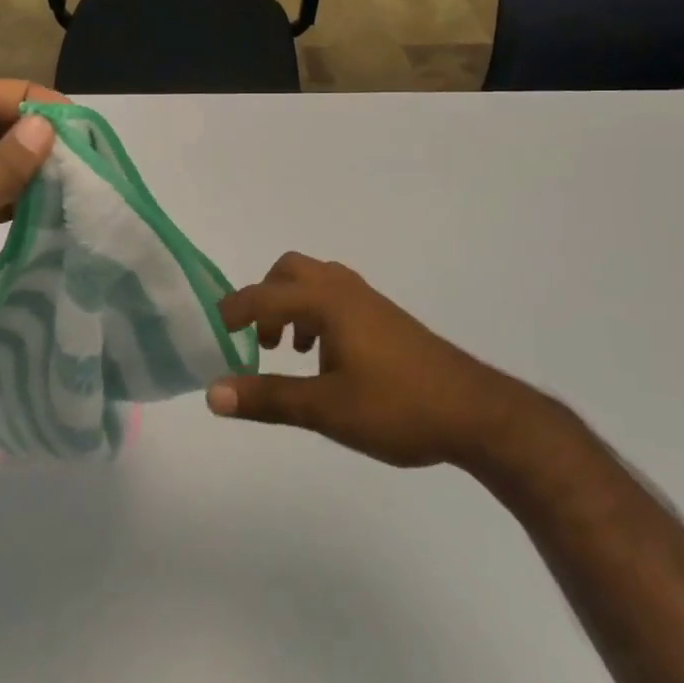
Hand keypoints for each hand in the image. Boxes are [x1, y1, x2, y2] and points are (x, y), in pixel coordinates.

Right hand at [207, 252, 518, 468]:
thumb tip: (212, 393)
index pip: (263, 295)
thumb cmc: (396, 407)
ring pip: (316, 282)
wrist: (473, 412)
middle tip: (256, 340)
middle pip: (290, 271)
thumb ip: (267, 398)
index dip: (232, 312)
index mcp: (327, 302)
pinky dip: (315, 315)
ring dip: (291, 306)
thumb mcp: (325, 409)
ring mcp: (369, 301)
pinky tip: (325, 360)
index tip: (211, 335)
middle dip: (264, 298)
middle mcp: (345, 289)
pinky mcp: (385, 318)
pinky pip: (336, 297)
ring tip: (287, 351)